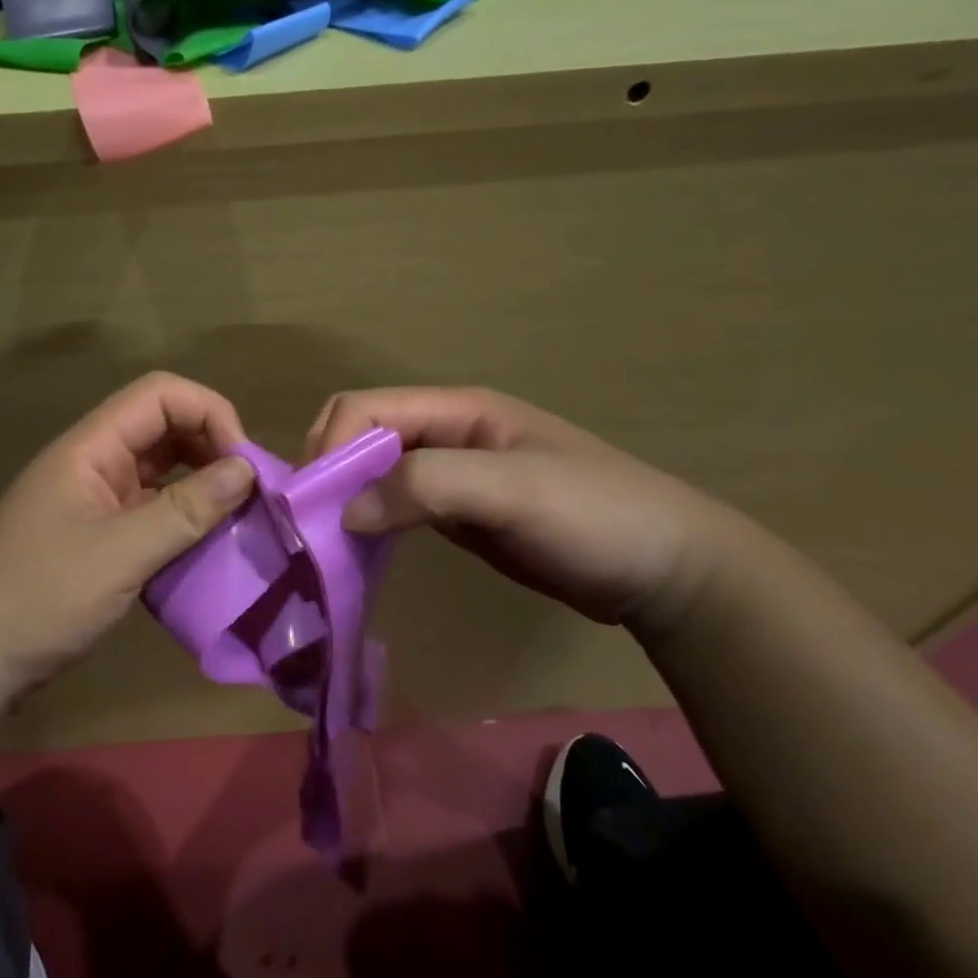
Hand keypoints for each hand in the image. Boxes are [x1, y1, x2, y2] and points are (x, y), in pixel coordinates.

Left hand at [0, 373, 256, 705]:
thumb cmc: (41, 596)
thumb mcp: (121, 553)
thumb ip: (186, 509)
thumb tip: (247, 469)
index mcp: (91, 447)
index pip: (160, 395)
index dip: (209, 413)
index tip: (244, 462)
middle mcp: (93, 462)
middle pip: (163, 427)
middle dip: (211, 448)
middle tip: (250, 491)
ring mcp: (93, 500)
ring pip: (160, 471)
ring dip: (200, 485)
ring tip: (238, 516)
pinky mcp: (97, 536)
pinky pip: (150, 510)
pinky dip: (182, 519)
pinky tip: (206, 545)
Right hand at [305, 386, 734, 631]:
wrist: (667, 570)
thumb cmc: (594, 516)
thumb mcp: (512, 490)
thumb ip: (425, 486)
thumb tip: (345, 511)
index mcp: (457, 410)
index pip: (366, 408)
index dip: (330, 446)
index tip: (311, 504)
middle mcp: (446, 434)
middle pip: (362, 435)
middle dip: (329, 470)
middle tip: (311, 525)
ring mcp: (452, 475)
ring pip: (374, 472)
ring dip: (344, 499)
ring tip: (324, 543)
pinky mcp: (458, 514)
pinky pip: (395, 507)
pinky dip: (369, 523)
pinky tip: (358, 552)